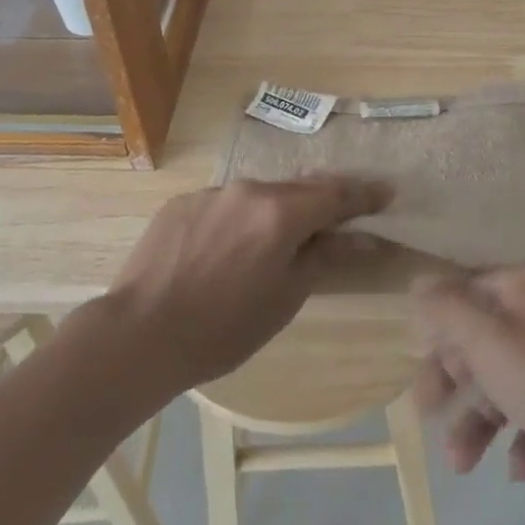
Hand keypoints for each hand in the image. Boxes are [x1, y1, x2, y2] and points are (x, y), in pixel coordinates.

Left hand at [106, 175, 390, 393]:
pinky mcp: (183, 203)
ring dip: (275, 214)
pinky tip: (225, 254)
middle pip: (297, 190)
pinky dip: (238, 222)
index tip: (387, 192)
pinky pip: (224, 205)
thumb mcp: (284, 299)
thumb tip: (366, 239)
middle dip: (320, 203)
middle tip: (337, 220)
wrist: (136, 335)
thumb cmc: (221, 329)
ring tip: (273, 246)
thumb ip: (326, 258)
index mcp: (281, 211)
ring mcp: (212, 192)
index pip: (336, 193)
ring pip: (258, 197)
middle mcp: (250, 189)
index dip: (364, 193)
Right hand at [413, 263, 524, 482]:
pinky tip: (518, 468)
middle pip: (486, 338)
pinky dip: (524, 430)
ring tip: (462, 464)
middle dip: (456, 385)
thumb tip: (419, 280)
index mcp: (524, 284)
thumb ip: (449, 310)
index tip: (421, 380)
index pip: (466, 296)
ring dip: (482, 417)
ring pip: (511, 375)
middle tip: (431, 423)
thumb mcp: (490, 344)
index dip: (438, 336)